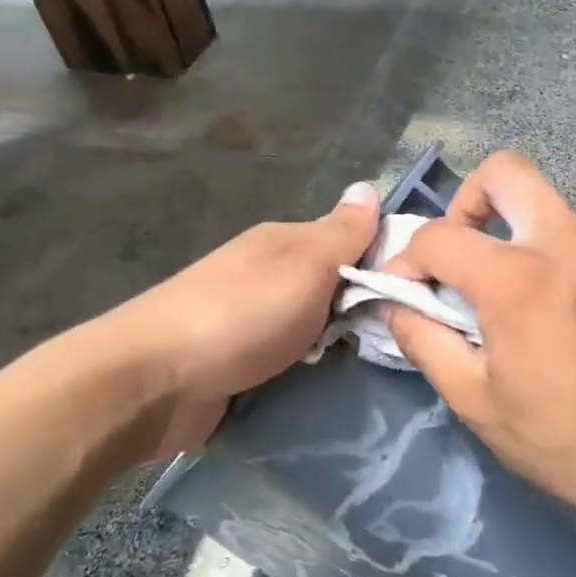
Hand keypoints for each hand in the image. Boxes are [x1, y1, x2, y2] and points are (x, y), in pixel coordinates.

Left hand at [117, 181, 380, 455]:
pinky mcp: (240, 366)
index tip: (422, 294)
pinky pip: (290, 365)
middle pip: (333, 289)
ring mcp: (252, 323)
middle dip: (364, 312)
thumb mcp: (304, 267)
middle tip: (407, 338)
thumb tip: (369, 186)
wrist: (153, 382)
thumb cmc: (240, 315)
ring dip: (337, 348)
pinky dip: (309, 375)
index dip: (386, 263)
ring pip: (314, 330)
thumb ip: (341, 233)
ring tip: (381, 370)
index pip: (350, 242)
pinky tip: (336, 390)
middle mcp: (269, 277)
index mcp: (284, 243)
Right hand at [385, 152, 575, 528]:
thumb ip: (425, 342)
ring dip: (520, 241)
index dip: (407, 259)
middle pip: (506, 172)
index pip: (439, 235)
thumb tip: (399, 306)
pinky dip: (564, 267)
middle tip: (465, 256)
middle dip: (468, 202)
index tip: (407, 291)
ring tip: (524, 307)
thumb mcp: (479, 404)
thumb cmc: (571, 442)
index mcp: (518, 277)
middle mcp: (569, 242)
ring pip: (551, 212)